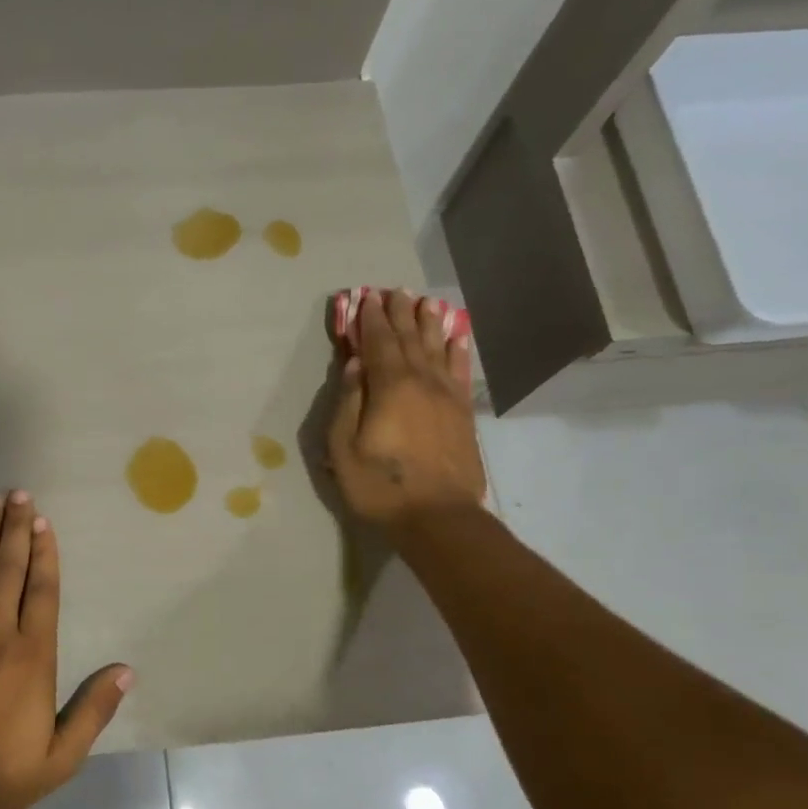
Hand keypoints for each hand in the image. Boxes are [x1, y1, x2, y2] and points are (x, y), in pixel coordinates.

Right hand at [327, 289, 485, 541]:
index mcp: (390, 387)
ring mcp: (447, 396)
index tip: (365, 297)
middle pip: (410, 339)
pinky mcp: (463, 414)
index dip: (370, 320)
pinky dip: (458, 351)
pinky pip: (461, 372)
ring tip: (426, 302)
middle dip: (399, 314)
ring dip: (429, 324)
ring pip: (438, 349)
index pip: (378, 343)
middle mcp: (422, 382)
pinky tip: (456, 337)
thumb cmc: (380, 486)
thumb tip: (355, 365)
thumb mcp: (344, 448)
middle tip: (394, 290)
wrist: (438, 517)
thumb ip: (348, 402)